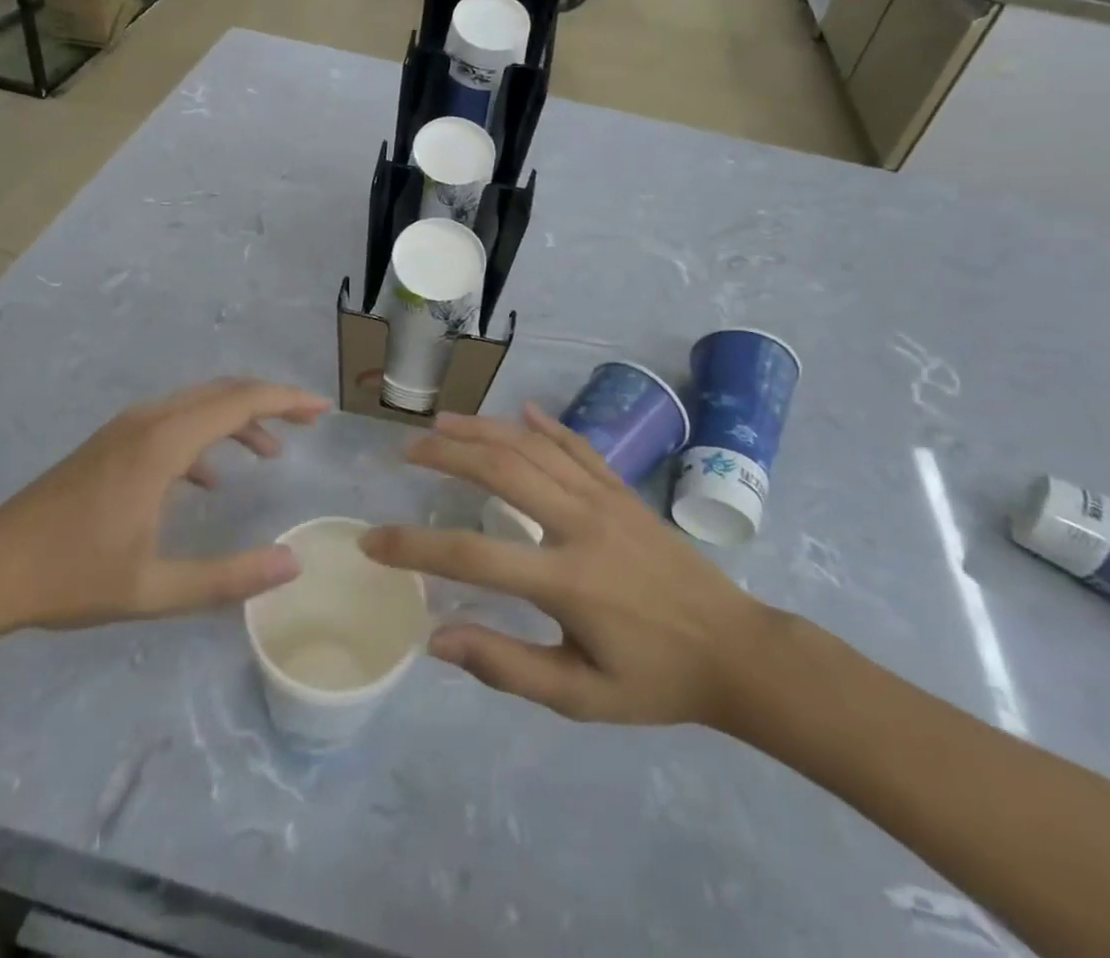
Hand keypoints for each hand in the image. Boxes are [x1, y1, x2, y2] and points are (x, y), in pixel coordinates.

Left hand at [0, 378, 329, 633]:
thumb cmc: (71, 577)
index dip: (286, 400)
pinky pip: (173, 421)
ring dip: (238, 419)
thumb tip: (291, 565)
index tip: (322, 409)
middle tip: (308, 421)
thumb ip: (227, 578)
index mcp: (162, 444)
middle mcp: (147, 421)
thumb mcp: (154, 588)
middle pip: (222, 392)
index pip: (239, 402)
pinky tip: (211, 478)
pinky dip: (206, 435)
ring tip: (271, 452)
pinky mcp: (111, 443)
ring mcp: (125, 428)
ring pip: (197, 404)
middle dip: (270, 401)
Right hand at [361, 405, 779, 731]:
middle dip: (446, 454)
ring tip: (442, 422)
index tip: (372, 541)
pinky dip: (547, 426)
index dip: (414, 547)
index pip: (472, 557)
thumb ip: (507, 666)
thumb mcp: (581, 697)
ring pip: (533, 448)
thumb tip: (437, 638)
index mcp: (566, 580)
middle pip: (500, 471)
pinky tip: (522, 411)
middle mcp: (580, 524)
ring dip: (484, 430)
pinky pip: (579, 446)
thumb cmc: (655, 680)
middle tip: (406, 450)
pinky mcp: (623, 491)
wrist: (737, 653)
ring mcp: (605, 499)